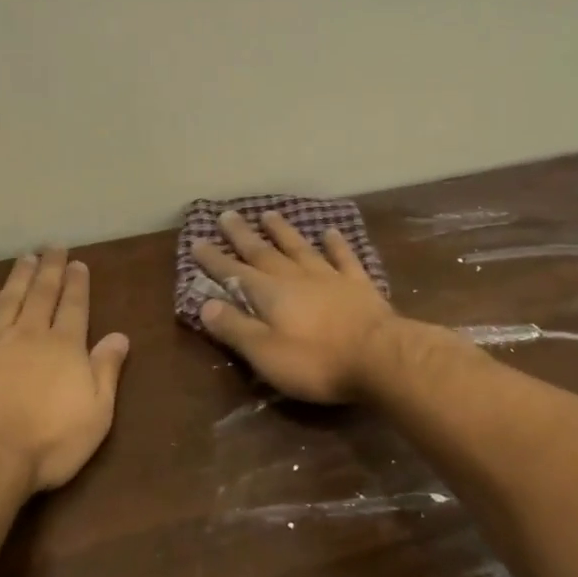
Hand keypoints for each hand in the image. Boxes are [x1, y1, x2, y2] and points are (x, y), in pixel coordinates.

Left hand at [0, 248, 130, 493]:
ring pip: (8, 298)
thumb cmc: (46, 442)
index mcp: (64, 347)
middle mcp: (29, 333)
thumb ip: (106, 371)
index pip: (74, 306)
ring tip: (25, 258)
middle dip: (50, 269)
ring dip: (18, 276)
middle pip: (41, 294)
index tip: (78, 264)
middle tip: (53, 247)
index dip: (77, 284)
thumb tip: (120, 336)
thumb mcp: (95, 414)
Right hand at [192, 210, 396, 402]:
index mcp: (270, 294)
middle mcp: (296, 277)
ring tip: (269, 214)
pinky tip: (330, 232)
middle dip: (242, 236)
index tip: (197, 241)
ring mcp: (330, 277)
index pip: (234, 273)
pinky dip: (336, 244)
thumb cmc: (316, 362)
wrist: (380, 357)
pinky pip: (344, 258)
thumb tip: (205, 304)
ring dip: (283, 232)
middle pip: (264, 253)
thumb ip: (235, 327)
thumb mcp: (265, 353)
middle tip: (226, 215)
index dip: (214, 259)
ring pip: (300, 248)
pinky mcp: (359, 285)